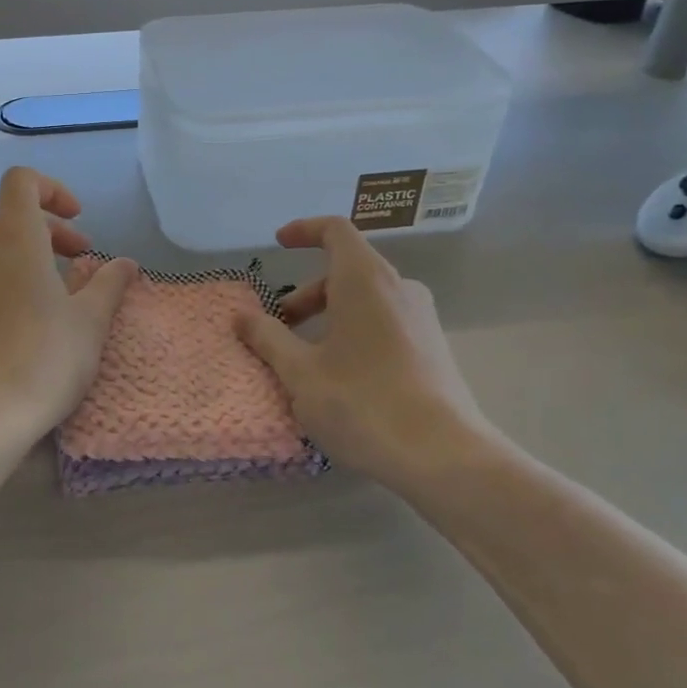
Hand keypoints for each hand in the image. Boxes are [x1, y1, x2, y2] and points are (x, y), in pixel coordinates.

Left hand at [0, 168, 135, 447]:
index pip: (22, 181)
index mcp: (14, 237)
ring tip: (68, 292)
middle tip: (85, 260)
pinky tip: (39, 317)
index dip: (53, 190)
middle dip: (55, 230)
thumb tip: (125, 263)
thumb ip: (109, 284)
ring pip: (3, 246)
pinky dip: (18, 277)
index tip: (80, 220)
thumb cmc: (42, 358)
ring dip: (38, 255)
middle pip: (16, 216)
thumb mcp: (89, 322)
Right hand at [233, 217, 492, 482]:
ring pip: (366, 300)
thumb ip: (268, 338)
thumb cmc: (362, 403)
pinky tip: (340, 377)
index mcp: (365, 280)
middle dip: (307, 293)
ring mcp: (422, 319)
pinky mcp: (433, 349)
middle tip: (279, 326)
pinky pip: (385, 322)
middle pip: (347, 270)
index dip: (304, 230)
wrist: (444, 457)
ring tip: (305, 357)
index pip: (335, 230)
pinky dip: (354, 332)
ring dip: (329, 316)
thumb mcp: (300, 372)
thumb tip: (242, 316)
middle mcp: (399, 288)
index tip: (278, 244)